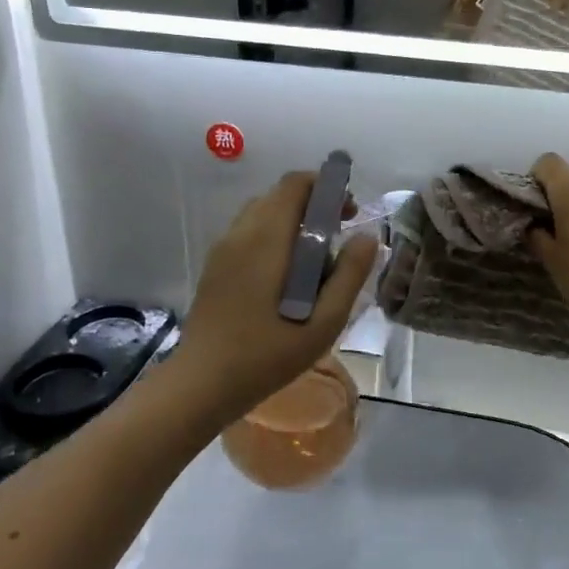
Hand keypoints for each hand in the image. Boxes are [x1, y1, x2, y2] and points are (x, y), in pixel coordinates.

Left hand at [165, 172, 379, 429]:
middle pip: (280, 195)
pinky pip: (248, 232)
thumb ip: (349, 276)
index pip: (295, 184)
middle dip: (313, 205)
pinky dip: (273, 236)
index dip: (326, 187)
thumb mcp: (323, 323)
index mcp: (267, 239)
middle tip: (338, 238)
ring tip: (314, 261)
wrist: (201, 384)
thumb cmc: (266, 356)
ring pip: (262, 213)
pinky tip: (285, 278)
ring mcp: (223, 249)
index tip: (348, 214)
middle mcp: (241, 233)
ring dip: (292, 221)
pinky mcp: (214, 266)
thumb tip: (367, 237)